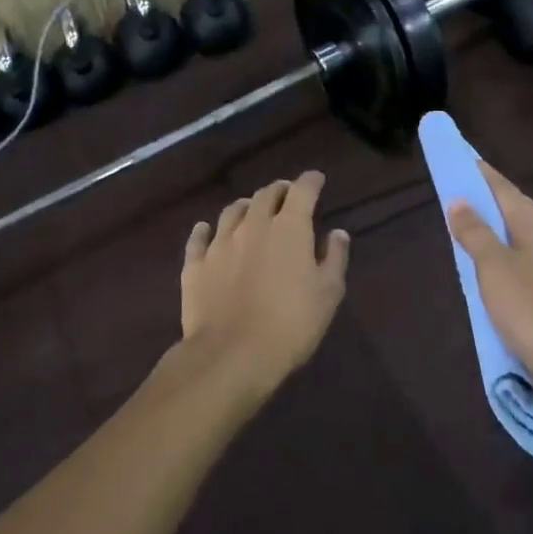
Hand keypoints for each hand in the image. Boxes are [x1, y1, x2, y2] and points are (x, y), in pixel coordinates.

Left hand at [180, 171, 350, 396]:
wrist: (232, 354)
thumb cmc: (291, 324)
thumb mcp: (328, 294)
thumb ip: (334, 258)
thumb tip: (337, 233)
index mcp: (289, 228)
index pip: (303, 190)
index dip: (311, 181)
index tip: (316, 179)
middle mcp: (253, 225)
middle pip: (266, 195)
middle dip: (280, 190)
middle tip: (287, 194)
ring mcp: (220, 243)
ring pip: (233, 211)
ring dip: (247, 206)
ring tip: (252, 209)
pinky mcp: (195, 264)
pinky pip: (199, 238)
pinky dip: (205, 230)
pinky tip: (206, 230)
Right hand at [447, 163, 532, 399]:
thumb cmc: (530, 308)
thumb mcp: (493, 266)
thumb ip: (474, 231)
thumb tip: (458, 199)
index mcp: (531, 219)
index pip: (497, 183)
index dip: (474, 169)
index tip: (452, 154)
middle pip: (506, 205)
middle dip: (480, 195)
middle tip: (449, 188)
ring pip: (511, 233)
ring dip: (487, 226)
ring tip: (459, 223)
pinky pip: (515, 258)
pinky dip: (496, 253)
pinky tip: (483, 266)